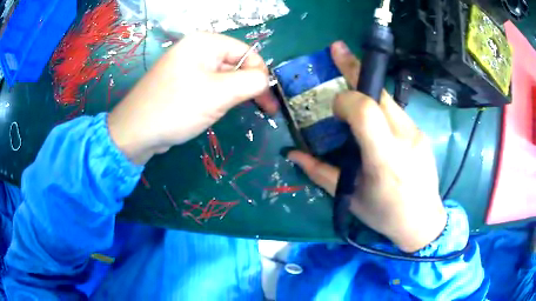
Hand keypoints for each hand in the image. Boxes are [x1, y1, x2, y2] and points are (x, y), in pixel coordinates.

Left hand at [108, 32, 277, 164]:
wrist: (136, 132)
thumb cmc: (176, 108)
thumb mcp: (219, 93)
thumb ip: (250, 82)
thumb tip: (265, 80)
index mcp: (206, 42)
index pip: (247, 53)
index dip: (260, 75)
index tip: (268, 101)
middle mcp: (197, 49)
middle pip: (235, 64)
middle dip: (248, 86)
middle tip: (264, 110)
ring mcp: (188, 66)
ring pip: (223, 77)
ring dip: (232, 94)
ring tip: (230, 112)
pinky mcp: (182, 82)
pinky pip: (209, 86)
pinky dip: (218, 98)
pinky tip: (214, 111)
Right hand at [287, 42, 446, 252]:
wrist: (423, 221)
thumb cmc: (385, 215)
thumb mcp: (350, 198)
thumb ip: (320, 172)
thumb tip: (292, 154)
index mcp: (385, 160)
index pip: (366, 111)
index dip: (346, 100)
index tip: (334, 106)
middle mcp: (405, 140)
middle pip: (379, 93)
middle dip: (355, 68)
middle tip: (337, 50)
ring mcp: (417, 133)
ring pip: (388, 99)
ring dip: (367, 90)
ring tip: (352, 86)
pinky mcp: (421, 133)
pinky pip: (395, 112)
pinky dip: (379, 108)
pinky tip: (373, 122)